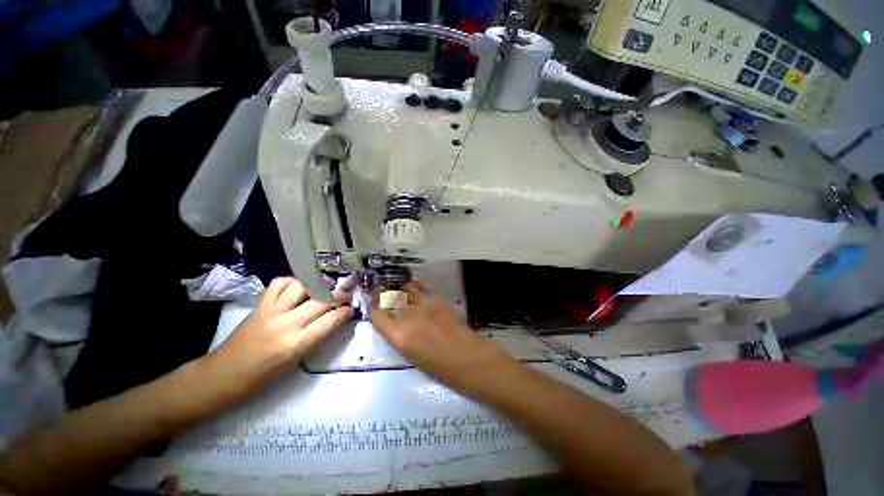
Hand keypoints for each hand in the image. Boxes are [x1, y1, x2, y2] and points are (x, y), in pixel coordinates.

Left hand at [208, 277, 354, 394]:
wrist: (224, 374)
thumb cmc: (263, 376)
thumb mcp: (296, 362)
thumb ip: (315, 338)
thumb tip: (333, 321)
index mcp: (296, 344)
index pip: (330, 321)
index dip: (345, 312)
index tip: (352, 308)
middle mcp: (286, 324)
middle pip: (321, 301)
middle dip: (339, 295)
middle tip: (346, 294)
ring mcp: (272, 311)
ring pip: (302, 286)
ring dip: (319, 283)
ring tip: (327, 283)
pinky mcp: (260, 305)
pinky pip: (279, 284)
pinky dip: (292, 281)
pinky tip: (299, 285)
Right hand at [370, 282, 510, 390]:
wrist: (464, 356)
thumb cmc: (436, 366)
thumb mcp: (409, 354)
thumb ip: (398, 336)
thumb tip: (394, 322)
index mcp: (397, 336)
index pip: (377, 315)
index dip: (373, 308)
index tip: (372, 304)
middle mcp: (406, 316)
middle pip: (388, 298)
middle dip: (381, 292)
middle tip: (378, 288)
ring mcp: (422, 304)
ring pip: (404, 288)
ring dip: (398, 286)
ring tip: (394, 283)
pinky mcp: (435, 299)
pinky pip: (421, 286)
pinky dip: (414, 284)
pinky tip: (412, 282)